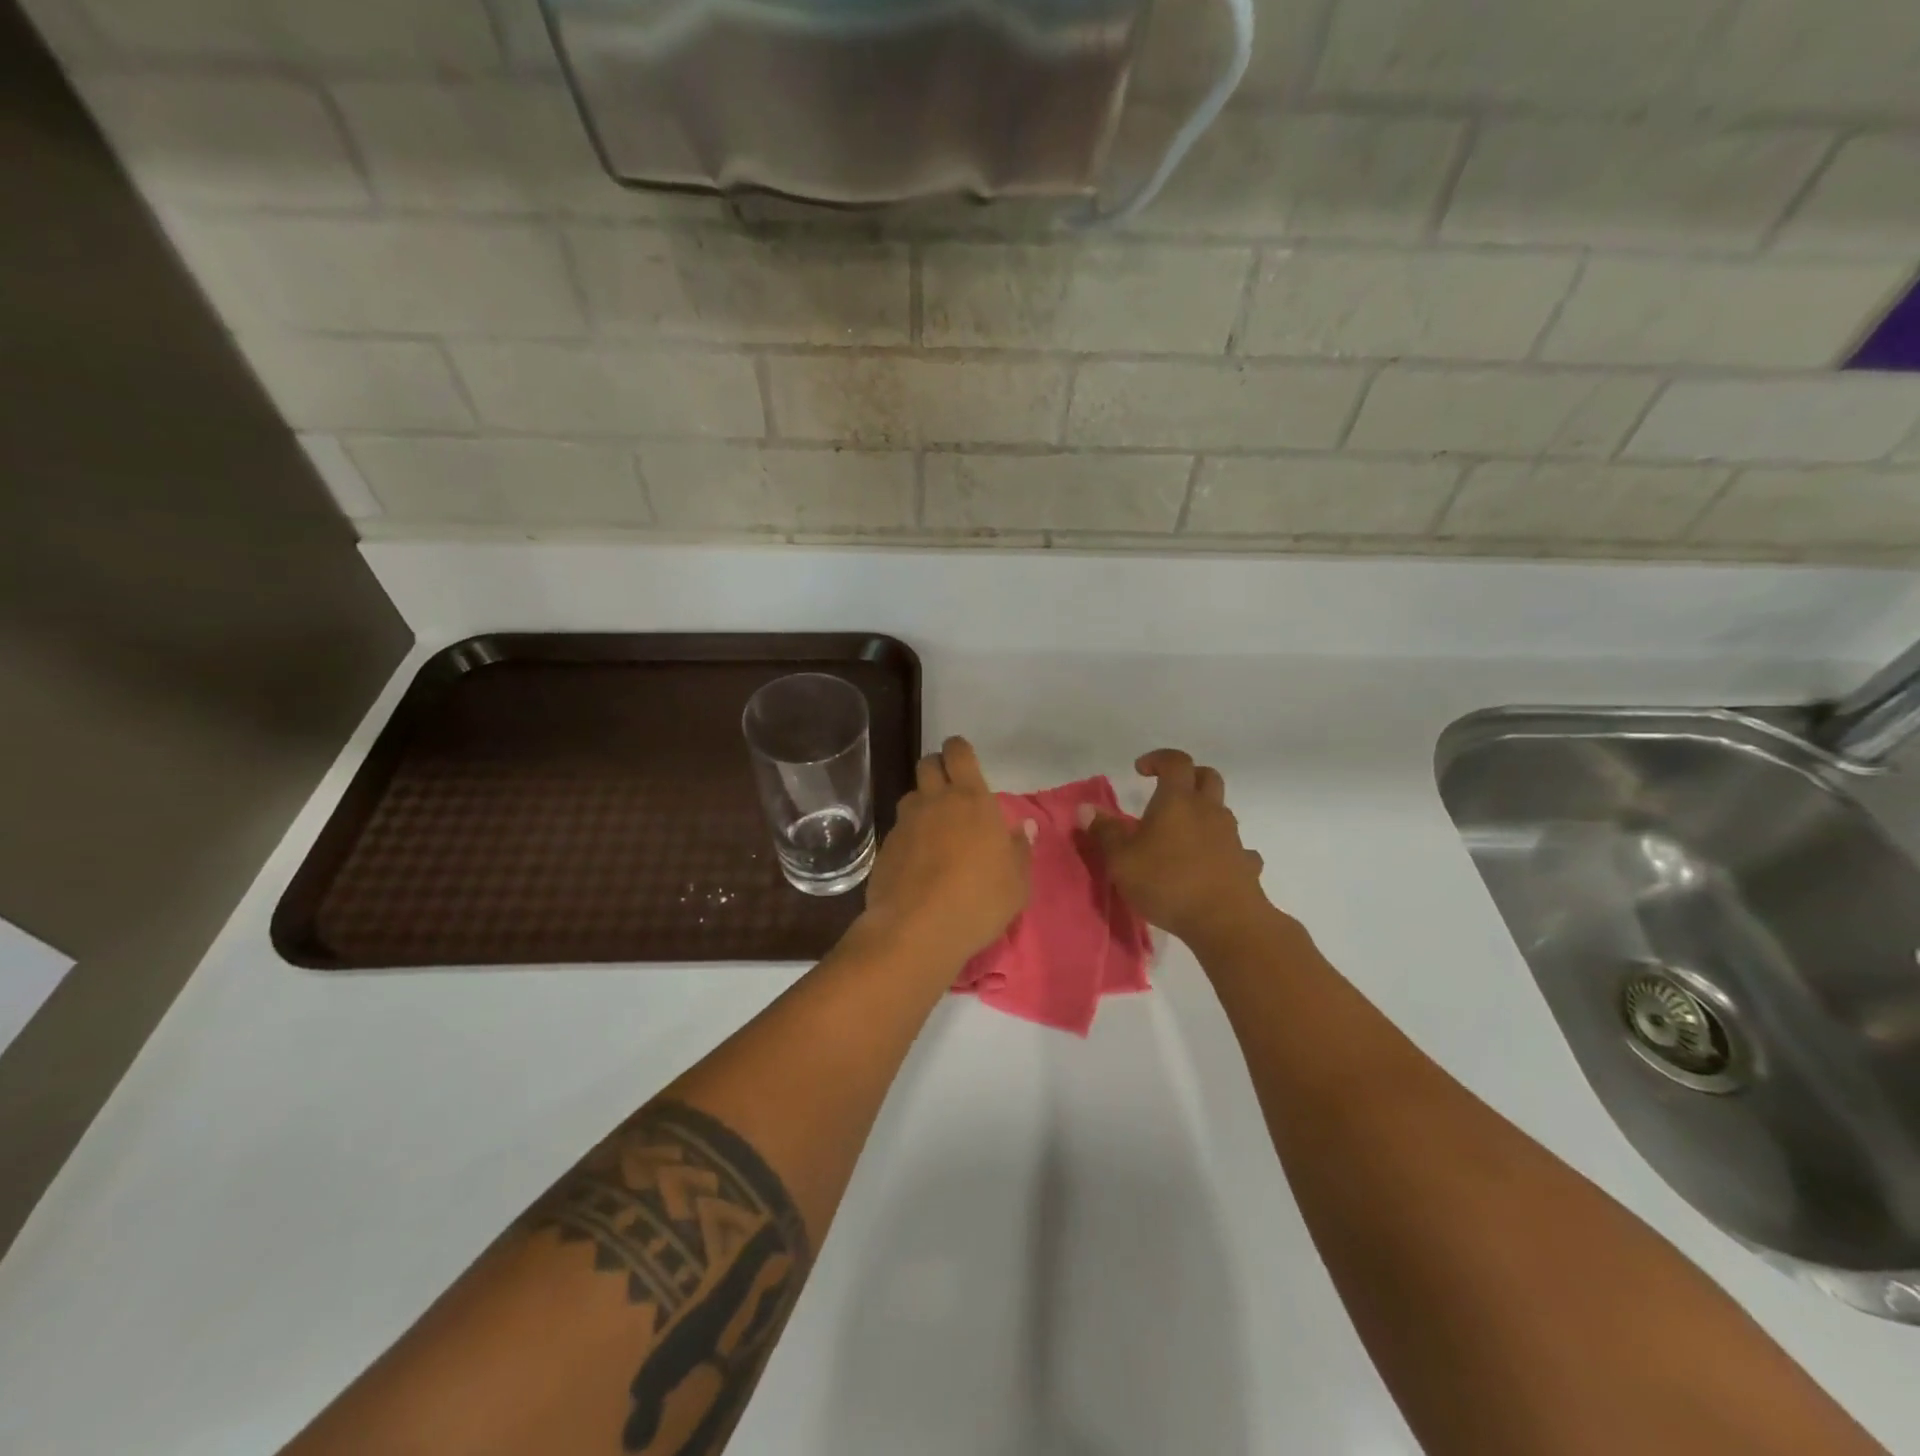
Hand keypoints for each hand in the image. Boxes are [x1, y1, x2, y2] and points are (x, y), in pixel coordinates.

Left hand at [863, 736, 1032, 963]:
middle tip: (951, 791)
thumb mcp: (1017, 882)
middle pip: (928, 765)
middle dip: (938, 769)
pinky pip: (899, 830)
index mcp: (971, 800)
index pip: (959, 753)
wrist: (917, 930)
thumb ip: (1020, 849)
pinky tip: (918, 862)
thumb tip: (1024, 827)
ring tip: (935, 830)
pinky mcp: (885, 849)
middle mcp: (934, 802)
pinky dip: (909, 837)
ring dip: (922, 804)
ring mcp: (905, 824)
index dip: (959, 750)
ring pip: (911, 797)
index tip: (963, 760)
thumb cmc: (979, 901)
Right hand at [1083, 749, 1271, 946]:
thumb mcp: (1121, 860)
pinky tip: (1210, 865)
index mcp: (1178, 801)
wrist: (1225, 922)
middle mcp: (1209, 811)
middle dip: (1188, 777)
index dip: (1158, 758)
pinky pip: (1236, 848)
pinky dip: (1222, 849)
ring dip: (1203, 813)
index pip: (1175, 761)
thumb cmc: (1167, 883)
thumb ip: (1104, 832)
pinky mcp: (1246, 864)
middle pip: (1207, 776)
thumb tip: (1086, 809)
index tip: (1140, 769)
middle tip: (1167, 792)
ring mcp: (1232, 837)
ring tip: (1181, 836)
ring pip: (1221, 811)